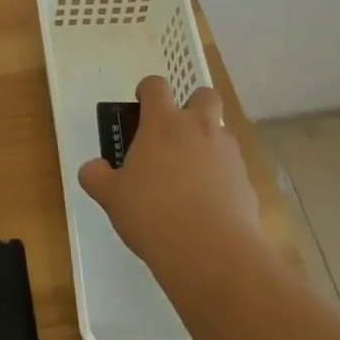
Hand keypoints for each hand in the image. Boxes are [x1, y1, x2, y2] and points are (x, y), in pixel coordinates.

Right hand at [78, 76, 261, 272]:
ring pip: (221, 131)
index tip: (141, 105)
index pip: (156, 85)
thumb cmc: (153, 215)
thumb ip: (98, 177)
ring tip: (191, 175)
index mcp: (162, 123)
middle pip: (204, 95)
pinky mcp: (246, 181)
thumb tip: (92, 168)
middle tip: (176, 133)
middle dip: (192, 106)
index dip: (147, 91)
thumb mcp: (112, 198)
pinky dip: (222, 177)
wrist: (212, 254)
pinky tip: (209, 205)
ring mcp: (227, 153)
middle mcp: (198, 128)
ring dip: (208, 143)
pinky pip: (233, 168)